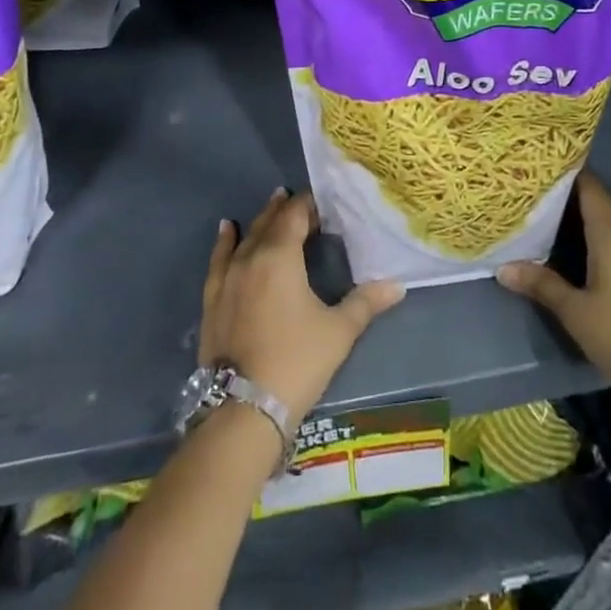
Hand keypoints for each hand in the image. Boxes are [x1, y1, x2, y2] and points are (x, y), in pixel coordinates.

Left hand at [199, 189, 405, 431]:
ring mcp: (227, 278)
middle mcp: (250, 258)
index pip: (294, 216)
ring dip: (261, 221)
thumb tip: (398, 285)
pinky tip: (227, 230)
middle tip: (301, 201)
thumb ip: (366, 302)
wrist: (244, 408)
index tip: (322, 202)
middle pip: (269, 223)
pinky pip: (219, 259)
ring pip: (245, 238)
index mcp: (280, 256)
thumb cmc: (297, 361)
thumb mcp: (338, 331)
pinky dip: (225, 242)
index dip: (308, 205)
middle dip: (285, 209)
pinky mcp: (212, 299)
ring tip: (272, 204)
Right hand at [497, 172, 610, 437]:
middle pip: (601, 202)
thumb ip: (541, 285)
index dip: (567, 173)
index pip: (590, 186)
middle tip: (535, 192)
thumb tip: (503, 268)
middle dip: (571, 195)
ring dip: (585, 217)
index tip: (539, 167)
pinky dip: (599, 237)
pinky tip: (579, 251)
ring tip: (550, 217)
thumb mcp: (574, 311)